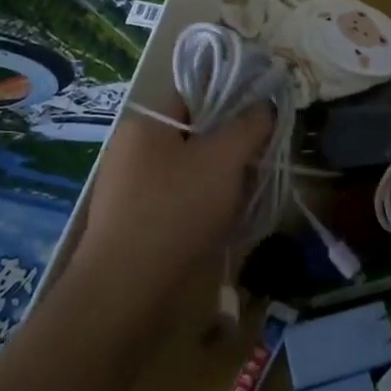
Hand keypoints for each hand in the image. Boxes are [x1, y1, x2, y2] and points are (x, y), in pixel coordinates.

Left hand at [70, 99, 271, 311]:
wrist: (126, 294)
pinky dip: (203, 207)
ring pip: (189, 172)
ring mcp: (130, 190)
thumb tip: (264, 105)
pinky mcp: (134, 226)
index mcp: (144, 124)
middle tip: (262, 159)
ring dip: (220, 181)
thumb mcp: (223, 159)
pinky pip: (178, 203)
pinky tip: (225, 223)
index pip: (194, 96)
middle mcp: (132, 151)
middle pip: (193, 136)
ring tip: (249, 194)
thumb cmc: (175, 211)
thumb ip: (248, 126)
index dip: (231, 100)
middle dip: (230, 147)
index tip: (263, 118)